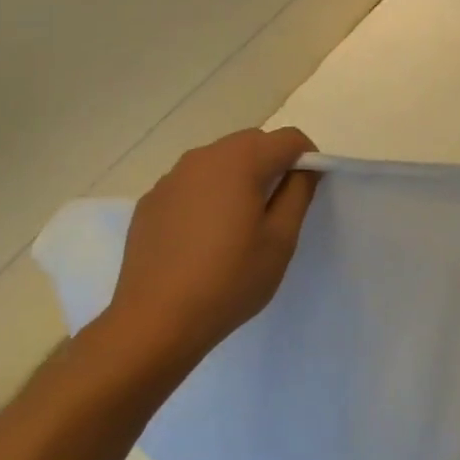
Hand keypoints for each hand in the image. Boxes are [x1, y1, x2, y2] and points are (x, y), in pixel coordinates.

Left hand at [95, 127, 319, 380]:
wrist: (155, 321)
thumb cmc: (230, 280)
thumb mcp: (280, 240)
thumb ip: (298, 193)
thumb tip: (305, 169)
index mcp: (239, 161)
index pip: (288, 138)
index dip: (308, 158)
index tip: (309, 191)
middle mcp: (202, 158)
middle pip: (251, 143)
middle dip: (273, 163)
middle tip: (279, 208)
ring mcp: (170, 179)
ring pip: (219, 161)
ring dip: (240, 178)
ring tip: (242, 224)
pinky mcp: (150, 202)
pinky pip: (192, 184)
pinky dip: (209, 195)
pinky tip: (206, 237)